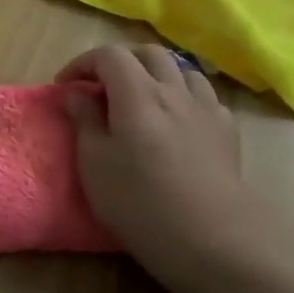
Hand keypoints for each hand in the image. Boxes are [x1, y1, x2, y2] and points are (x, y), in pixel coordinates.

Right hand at [57, 44, 276, 288]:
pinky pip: (203, 95)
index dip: (83, 63)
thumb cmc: (140, 203)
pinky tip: (178, 119)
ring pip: (180, 68)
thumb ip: (84, 121)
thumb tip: (76, 93)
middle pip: (147, 53)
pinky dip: (183, 95)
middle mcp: (173, 89)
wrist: (213, 239)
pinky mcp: (227, 130)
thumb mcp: (94, 164)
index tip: (66, 86)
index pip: (108, 55)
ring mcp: (205, 107)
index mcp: (136, 93)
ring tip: (142, 97)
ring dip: (156, 73)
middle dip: (120, 62)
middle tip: (102, 87)